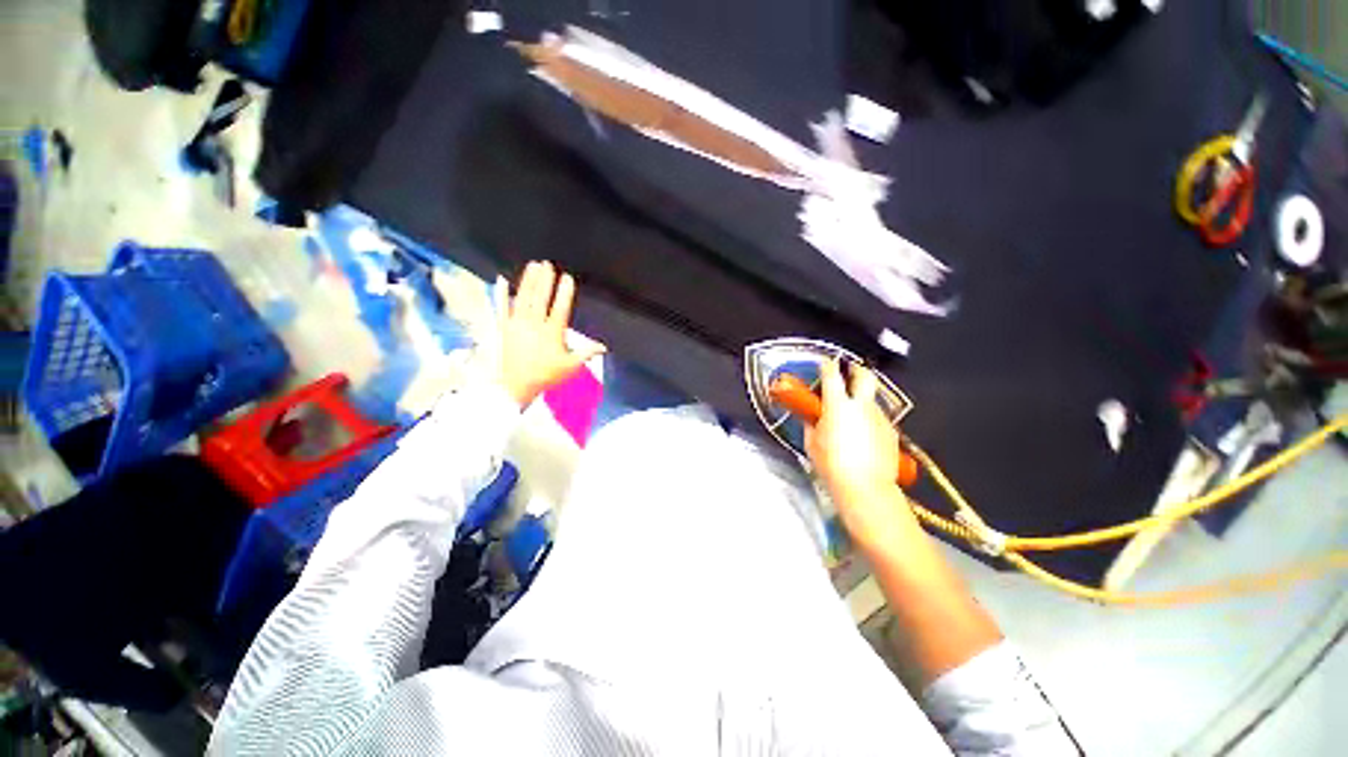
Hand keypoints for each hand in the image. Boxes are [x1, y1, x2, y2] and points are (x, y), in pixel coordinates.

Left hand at [496, 261, 605, 406]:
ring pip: (523, 298)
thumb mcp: (570, 366)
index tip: (567, 277)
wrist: (515, 386)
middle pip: (540, 298)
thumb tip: (604, 347)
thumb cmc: (546, 375)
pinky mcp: (504, 327)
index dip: (564, 292)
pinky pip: (502, 307)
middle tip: (547, 264)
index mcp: (551, 333)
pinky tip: (501, 280)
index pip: (560, 308)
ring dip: (528, 280)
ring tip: (533, 265)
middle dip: (544, 280)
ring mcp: (516, 324)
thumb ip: (586, 353)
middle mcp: (534, 325)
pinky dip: (501, 294)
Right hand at [804, 360, 914, 545]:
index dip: (827, 364)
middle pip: (864, 375)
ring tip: (853, 417)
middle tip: (848, 373)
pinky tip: (864, 437)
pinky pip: (879, 418)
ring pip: (872, 399)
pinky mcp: (892, 431)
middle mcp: (862, 405)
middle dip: (856, 369)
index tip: (824, 363)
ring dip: (862, 401)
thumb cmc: (831, 464)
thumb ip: (812, 425)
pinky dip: (870, 421)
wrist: (866, 488)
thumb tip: (812, 418)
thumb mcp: (811, 443)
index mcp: (837, 404)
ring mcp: (880, 417)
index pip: (832, 374)